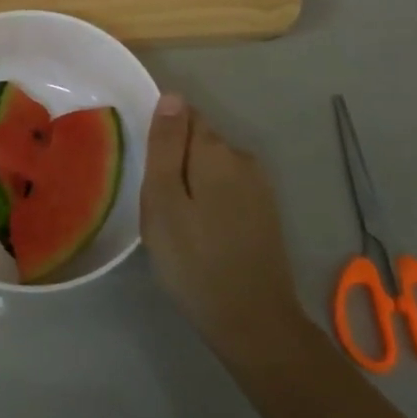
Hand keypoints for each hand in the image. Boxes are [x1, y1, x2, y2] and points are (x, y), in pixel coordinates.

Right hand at [142, 95, 309, 365]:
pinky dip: (212, 203)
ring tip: (179, 226)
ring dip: (194, 185)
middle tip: (159, 207)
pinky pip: (229, 191)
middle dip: (177, 163)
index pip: (185, 116)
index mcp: (216, 150)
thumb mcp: (163, 201)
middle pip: (199, 142)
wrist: (254, 322)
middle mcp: (243, 158)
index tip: (149, 174)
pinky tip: (203, 236)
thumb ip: (166, 145)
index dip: (163, 139)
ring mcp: (260, 186)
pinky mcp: (266, 212)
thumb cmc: (195, 260)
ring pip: (213, 169)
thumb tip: (172, 95)